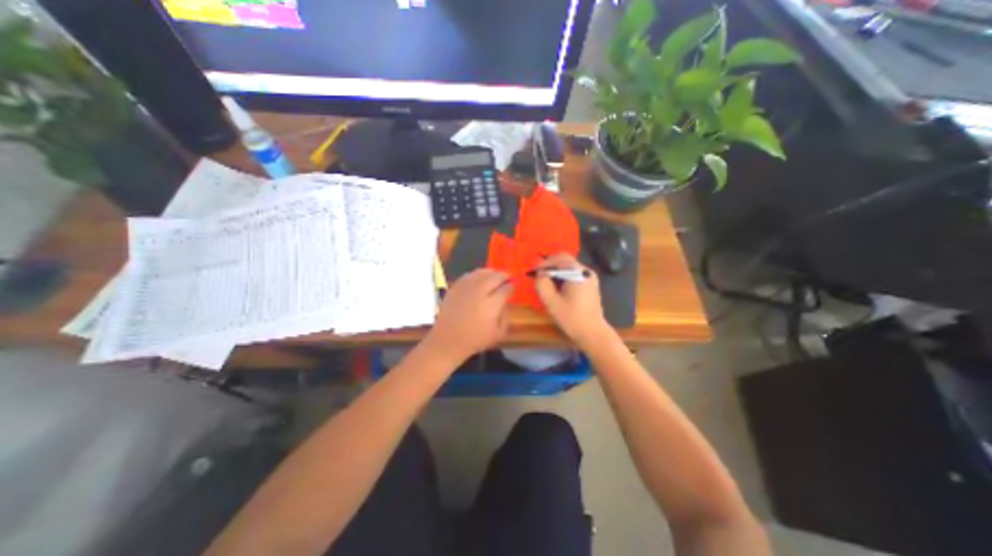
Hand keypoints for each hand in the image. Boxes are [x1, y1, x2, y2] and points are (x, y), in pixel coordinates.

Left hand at [422, 270, 511, 363]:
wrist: (448, 340)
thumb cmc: (475, 340)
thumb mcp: (498, 334)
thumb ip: (505, 316)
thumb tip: (506, 303)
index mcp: (492, 304)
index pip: (505, 289)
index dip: (511, 286)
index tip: (514, 285)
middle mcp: (480, 292)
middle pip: (495, 277)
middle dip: (504, 275)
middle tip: (508, 277)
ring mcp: (466, 288)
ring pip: (481, 273)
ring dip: (491, 272)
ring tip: (495, 274)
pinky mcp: (455, 288)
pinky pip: (468, 275)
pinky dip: (477, 274)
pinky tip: (479, 277)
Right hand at [539, 251, 609, 347]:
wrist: (593, 333)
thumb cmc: (572, 318)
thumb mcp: (552, 302)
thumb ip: (542, 284)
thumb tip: (540, 273)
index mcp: (578, 273)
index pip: (559, 258)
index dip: (545, 262)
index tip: (534, 271)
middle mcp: (586, 272)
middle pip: (565, 261)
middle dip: (550, 267)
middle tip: (538, 276)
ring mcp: (590, 278)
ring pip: (569, 268)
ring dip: (556, 273)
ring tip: (546, 284)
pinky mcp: (590, 285)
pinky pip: (575, 275)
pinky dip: (564, 278)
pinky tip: (557, 289)